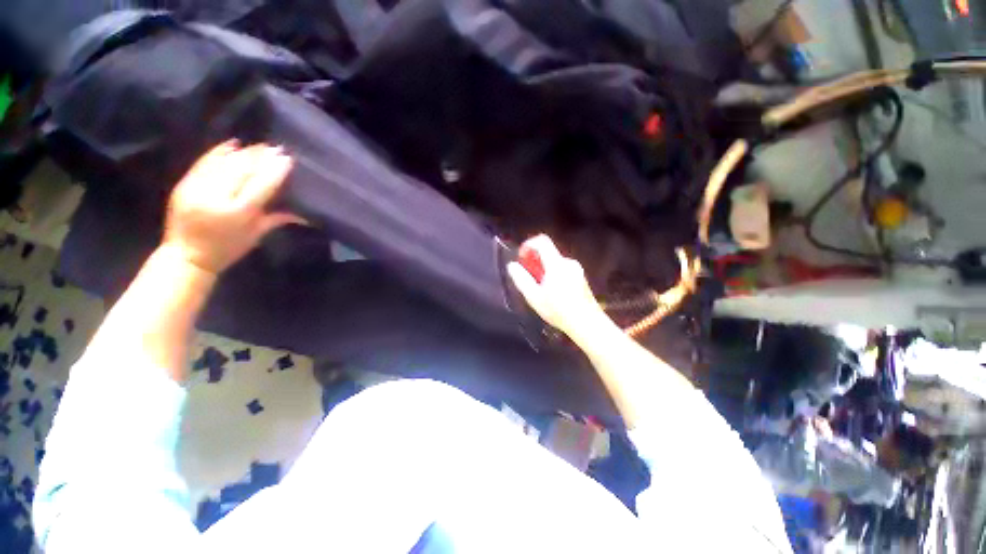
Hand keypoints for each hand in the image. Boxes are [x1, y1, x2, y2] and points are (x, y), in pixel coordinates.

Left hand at [163, 141, 304, 273]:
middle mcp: (216, 197)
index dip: (274, 171)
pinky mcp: (184, 184)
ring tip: (260, 146)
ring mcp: (197, 188)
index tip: (287, 158)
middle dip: (260, 157)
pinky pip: (204, 162)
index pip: (260, 185)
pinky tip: (233, 143)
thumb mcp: (255, 236)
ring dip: (244, 152)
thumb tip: (303, 213)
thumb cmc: (226, 250)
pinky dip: (219, 152)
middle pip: (241, 170)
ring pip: (224, 163)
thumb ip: (275, 219)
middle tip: (277, 148)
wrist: (185, 256)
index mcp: (237, 213)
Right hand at [507, 235, 607, 337]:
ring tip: (539, 288)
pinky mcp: (581, 277)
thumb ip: (521, 279)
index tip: (521, 257)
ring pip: (555, 262)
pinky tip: (552, 292)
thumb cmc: (559, 310)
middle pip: (548, 252)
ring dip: (543, 269)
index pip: (542, 241)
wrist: (587, 323)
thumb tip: (512, 265)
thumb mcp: (534, 297)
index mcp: (556, 264)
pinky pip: (562, 269)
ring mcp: (577, 269)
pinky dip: (553, 274)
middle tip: (528, 276)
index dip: (528, 244)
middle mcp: (568, 262)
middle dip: (534, 260)